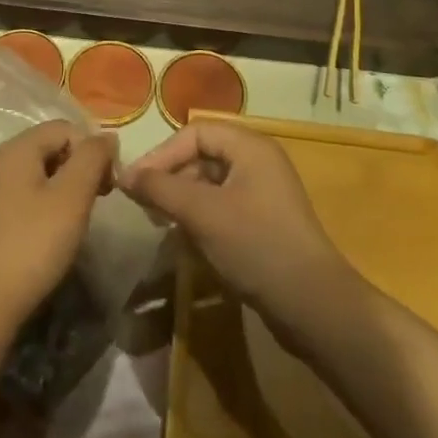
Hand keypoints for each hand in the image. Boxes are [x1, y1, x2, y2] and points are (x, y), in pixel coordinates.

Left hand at [0, 121, 115, 326]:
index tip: (109, 184)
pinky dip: (43, 205)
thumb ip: (92, 158)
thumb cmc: (33, 244)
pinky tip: (50, 234)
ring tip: (77, 219)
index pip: (65, 128)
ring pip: (36, 173)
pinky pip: (21, 196)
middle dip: (79, 167)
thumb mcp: (72, 197)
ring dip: (63, 187)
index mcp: (17, 149)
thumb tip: (106, 136)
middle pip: (49, 147)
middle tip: (99, 200)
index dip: (93, 149)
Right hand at [120, 122, 364, 341]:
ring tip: (162, 223)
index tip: (134, 184)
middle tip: (146, 206)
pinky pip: (223, 205)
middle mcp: (259, 160)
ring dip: (183, 199)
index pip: (194, 132)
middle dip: (171, 177)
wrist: (313, 305)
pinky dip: (201, 216)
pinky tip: (188, 240)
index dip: (161, 154)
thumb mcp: (202, 213)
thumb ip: (160, 188)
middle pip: (202, 154)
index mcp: (250, 146)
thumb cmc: (255, 245)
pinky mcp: (264, 220)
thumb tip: (124, 174)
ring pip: (210, 182)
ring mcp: (264, 191)